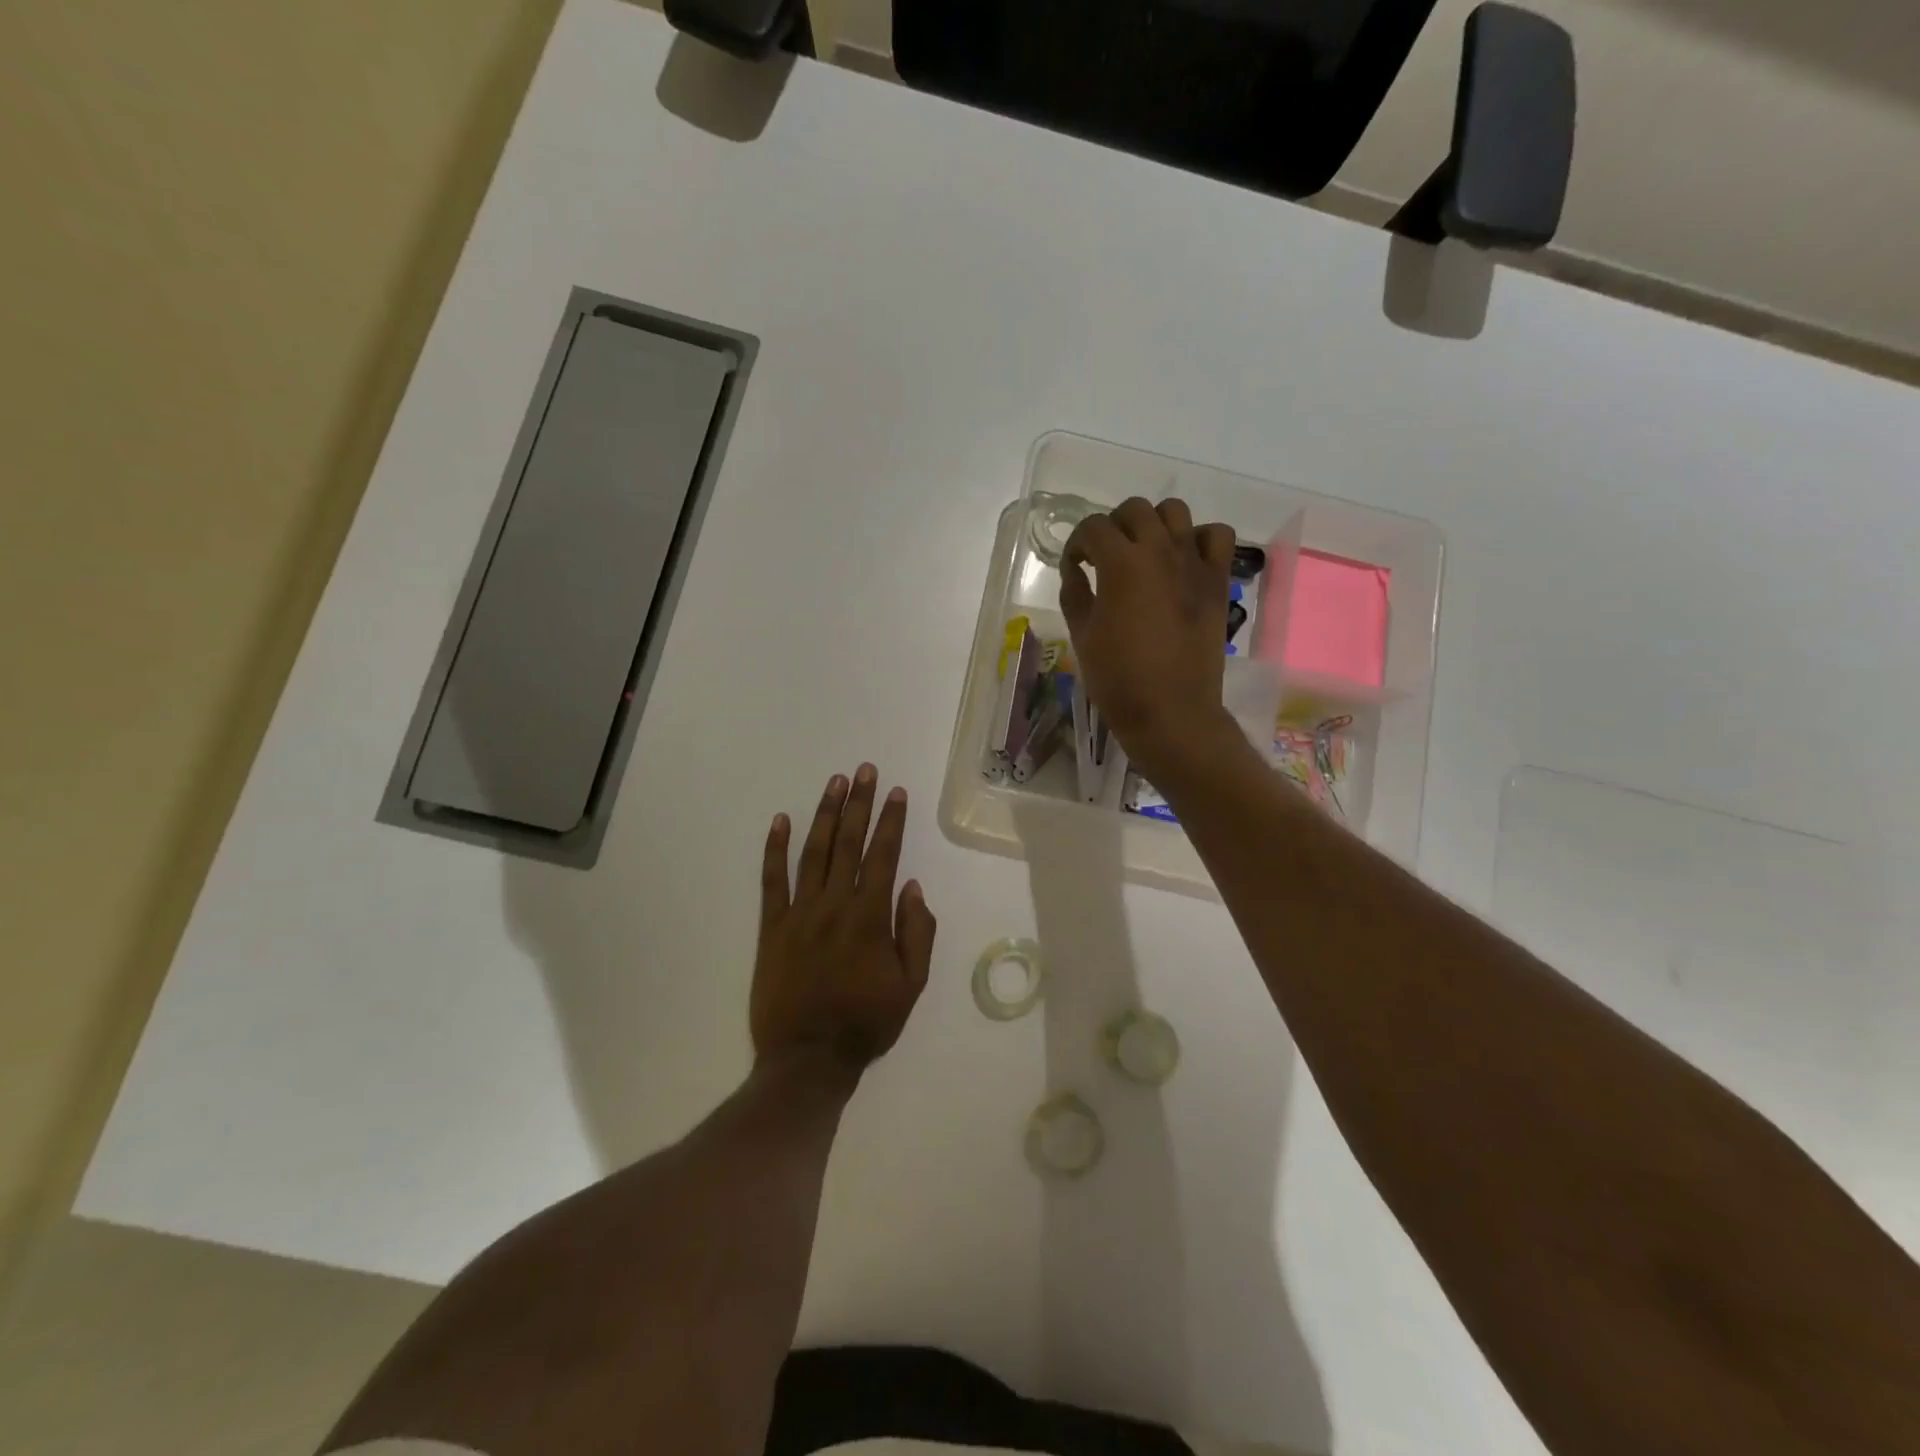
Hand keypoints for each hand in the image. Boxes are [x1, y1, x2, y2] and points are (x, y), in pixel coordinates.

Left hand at [752, 764, 937, 1076]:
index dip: (891, 821)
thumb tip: (912, 887)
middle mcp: (834, 905)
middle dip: (859, 804)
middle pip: (849, 844)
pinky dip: (774, 849)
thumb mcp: (911, 985)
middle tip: (864, 771)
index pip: (883, 856)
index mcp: (870, 918)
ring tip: (835, 783)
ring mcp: (799, 913)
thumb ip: (917, 933)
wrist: (808, 1059)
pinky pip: (771, 881)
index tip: (896, 792)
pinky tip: (780, 820)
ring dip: (825, 815)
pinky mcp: (771, 927)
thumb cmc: (866, 1023)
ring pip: (814, 853)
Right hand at [1060, 496, 1238, 779]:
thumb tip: (1075, 569)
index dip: (1077, 544)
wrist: (1171, 711)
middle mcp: (1160, 551)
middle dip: (1113, 527)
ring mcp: (1194, 563)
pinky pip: (1217, 536)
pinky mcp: (1217, 580)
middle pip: (1134, 510)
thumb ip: (1075, 593)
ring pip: (1175, 512)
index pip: (1093, 528)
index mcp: (1121, 564)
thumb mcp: (1082, 634)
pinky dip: (1198, 539)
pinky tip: (1183, 560)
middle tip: (1105, 558)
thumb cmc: (1118, 678)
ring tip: (1144, 553)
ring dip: (1153, 525)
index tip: (1074, 566)